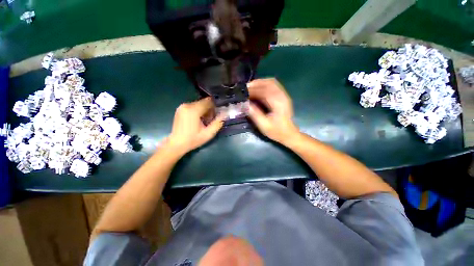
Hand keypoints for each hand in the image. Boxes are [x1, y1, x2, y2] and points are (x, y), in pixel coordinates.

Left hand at [167, 97, 223, 154]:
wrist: (176, 144)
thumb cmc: (193, 139)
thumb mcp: (208, 133)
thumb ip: (218, 123)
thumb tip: (225, 114)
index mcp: (193, 110)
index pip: (208, 101)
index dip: (215, 107)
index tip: (217, 115)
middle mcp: (187, 105)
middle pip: (203, 102)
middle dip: (209, 109)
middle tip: (211, 120)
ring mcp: (182, 106)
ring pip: (199, 104)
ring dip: (204, 111)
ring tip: (204, 121)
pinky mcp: (180, 109)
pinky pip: (193, 106)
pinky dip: (198, 111)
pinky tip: (198, 120)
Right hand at [248, 78, 298, 143]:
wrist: (289, 134)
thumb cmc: (276, 131)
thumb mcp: (264, 125)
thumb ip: (254, 114)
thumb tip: (244, 104)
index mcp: (278, 103)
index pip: (264, 91)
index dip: (252, 90)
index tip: (243, 92)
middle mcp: (282, 96)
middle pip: (268, 83)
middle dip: (256, 84)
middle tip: (245, 88)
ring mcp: (284, 95)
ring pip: (272, 82)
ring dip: (260, 83)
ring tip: (250, 87)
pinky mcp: (283, 96)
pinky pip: (274, 85)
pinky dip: (265, 84)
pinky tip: (259, 88)